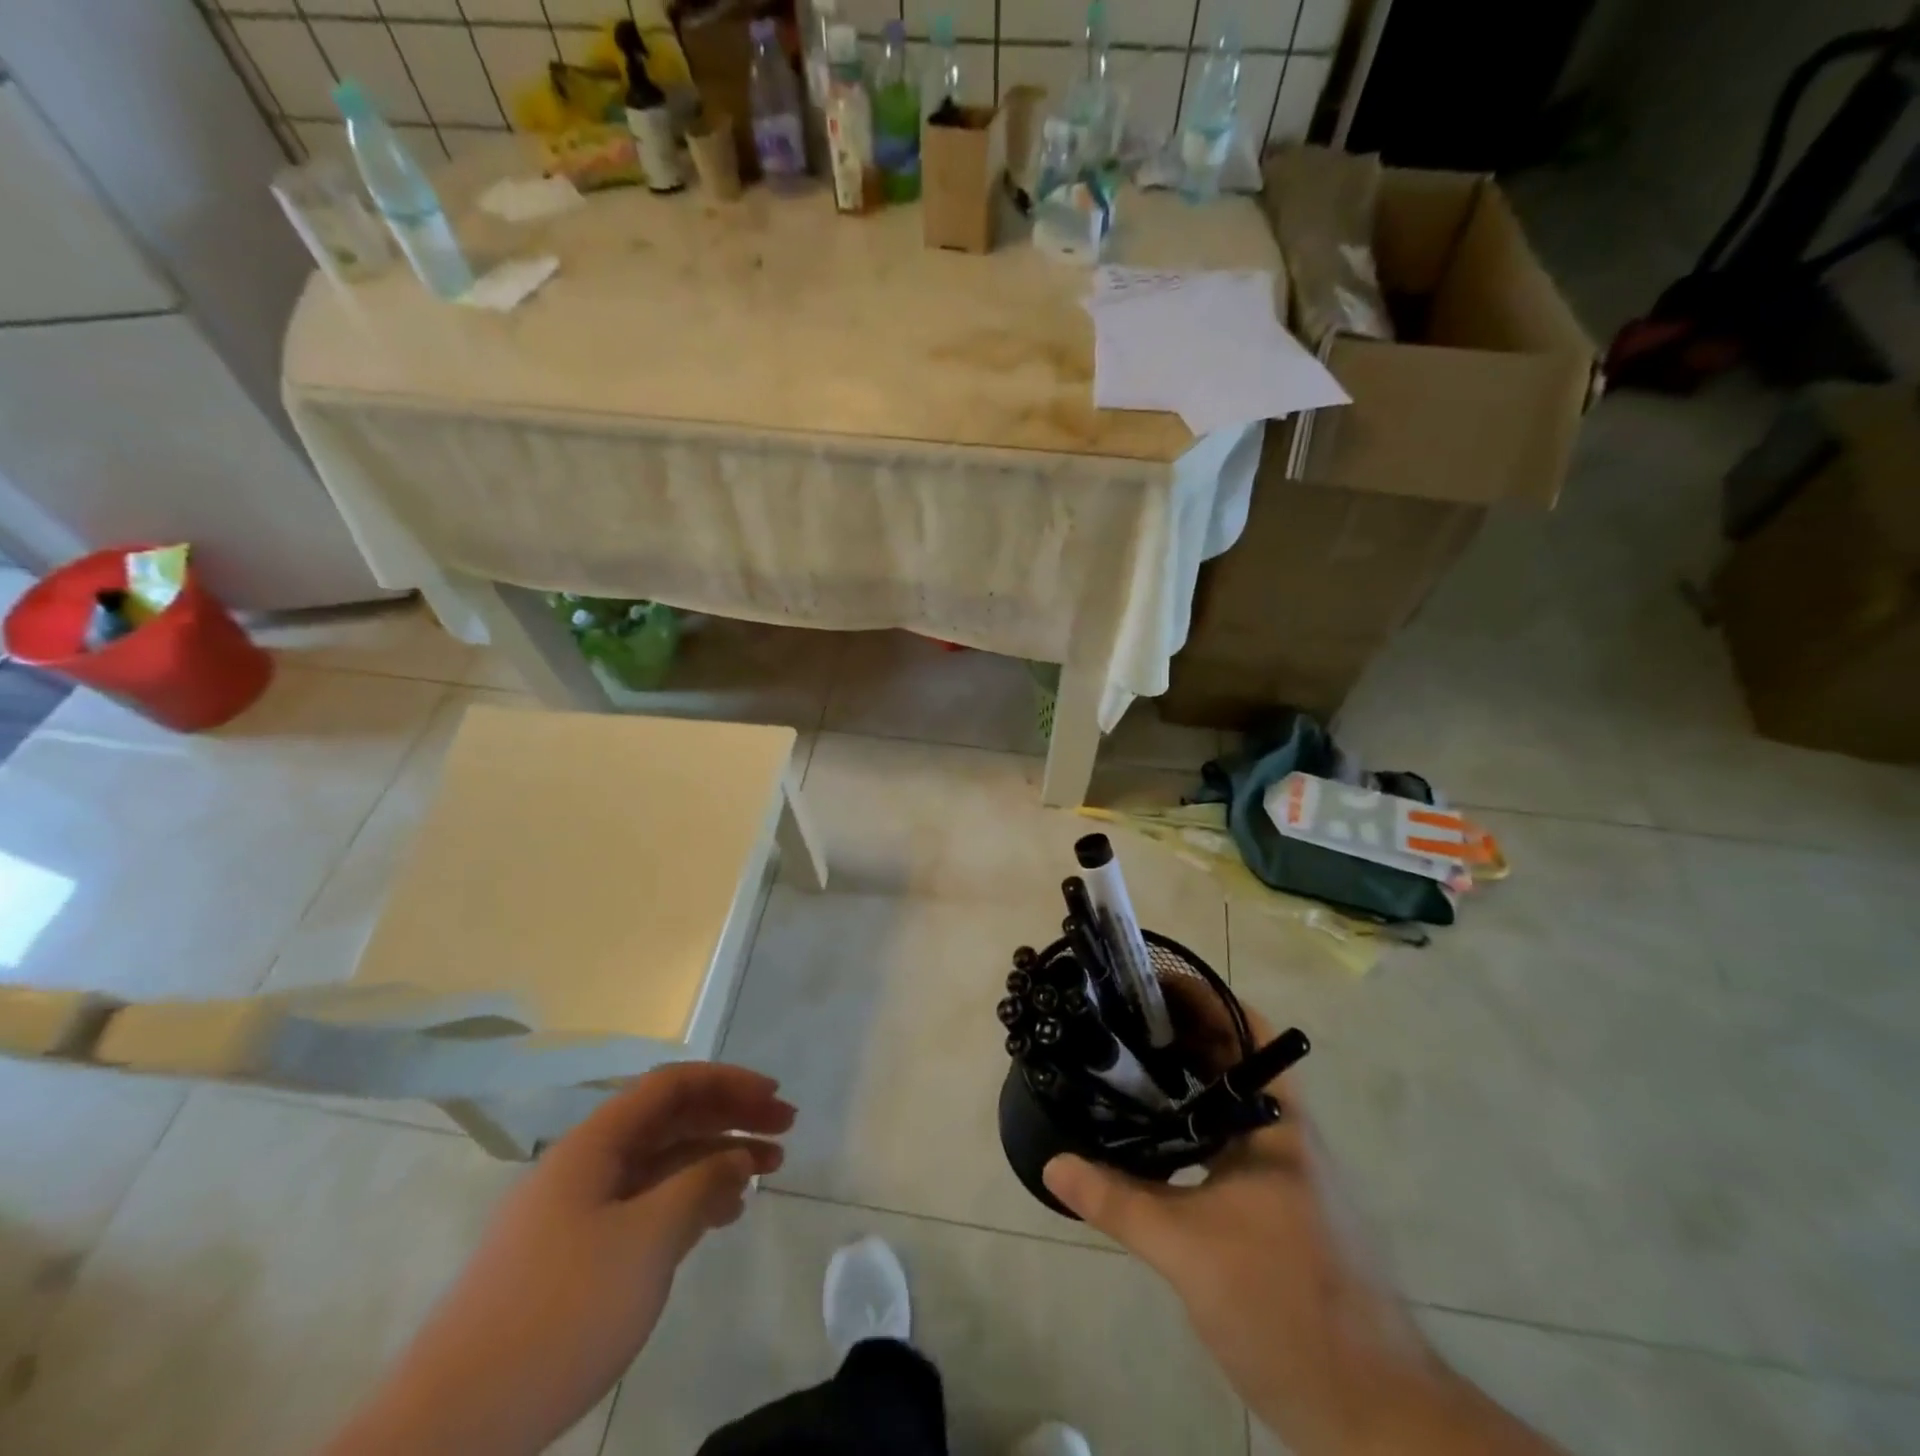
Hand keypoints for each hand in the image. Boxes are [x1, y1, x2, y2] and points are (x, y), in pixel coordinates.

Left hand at [328, 1062, 793, 1455]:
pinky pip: (645, 1206)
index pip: (671, 1085)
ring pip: (661, 1164)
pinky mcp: (574, 1257)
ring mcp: (577, 1212)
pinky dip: (688, 1200)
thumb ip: (701, 1185)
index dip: (728, 1082)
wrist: (449, 1430)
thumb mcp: (647, 1241)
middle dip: (730, 1117)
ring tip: (765, 1173)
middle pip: (670, 1119)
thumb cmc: (559, 1314)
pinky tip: (720, 1218)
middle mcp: (586, 1165)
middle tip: (785, 1130)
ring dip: (715, 1160)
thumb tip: (738, 1156)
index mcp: (594, 1144)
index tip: (773, 1097)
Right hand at [1044, 998, 1555, 1455]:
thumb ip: (1118, 1199)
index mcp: (1275, 1121)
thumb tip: (1054, 1163)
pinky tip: (1154, 1140)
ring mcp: (1287, 1172)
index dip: (1201, 996)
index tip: (1147, 981)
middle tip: (1117, 1018)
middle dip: (1180, 1033)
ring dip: (1185, 1079)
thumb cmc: (1284, 1306)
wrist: (1372, 1412)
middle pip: (1232, 1060)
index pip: (1244, 1029)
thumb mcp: (1187, 1250)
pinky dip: (1192, 1124)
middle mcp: (1285, 1133)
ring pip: (1229, 1103)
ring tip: (1123, 1066)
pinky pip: (1229, 1141)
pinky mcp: (1280, 1207)